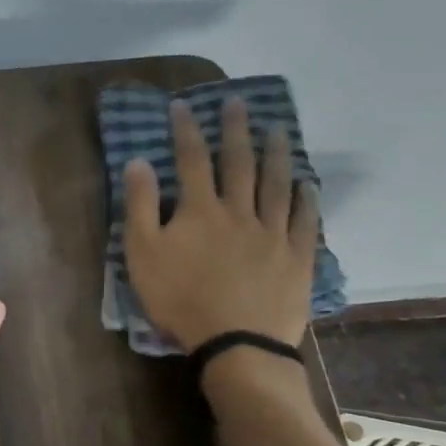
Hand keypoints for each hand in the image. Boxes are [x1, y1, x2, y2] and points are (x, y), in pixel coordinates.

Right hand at [123, 97, 319, 351]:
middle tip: (237, 103)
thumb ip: (140, 206)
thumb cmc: (180, 299)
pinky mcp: (297, 257)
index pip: (191, 160)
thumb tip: (138, 162)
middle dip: (235, 130)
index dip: (185, 130)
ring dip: (275, 154)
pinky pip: (305, 220)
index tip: (182, 105)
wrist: (236, 342)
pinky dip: (306, 198)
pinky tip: (307, 183)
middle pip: (238, 163)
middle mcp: (239, 211)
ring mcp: (273, 233)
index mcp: (200, 210)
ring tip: (277, 129)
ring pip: (276, 184)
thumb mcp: (142, 254)